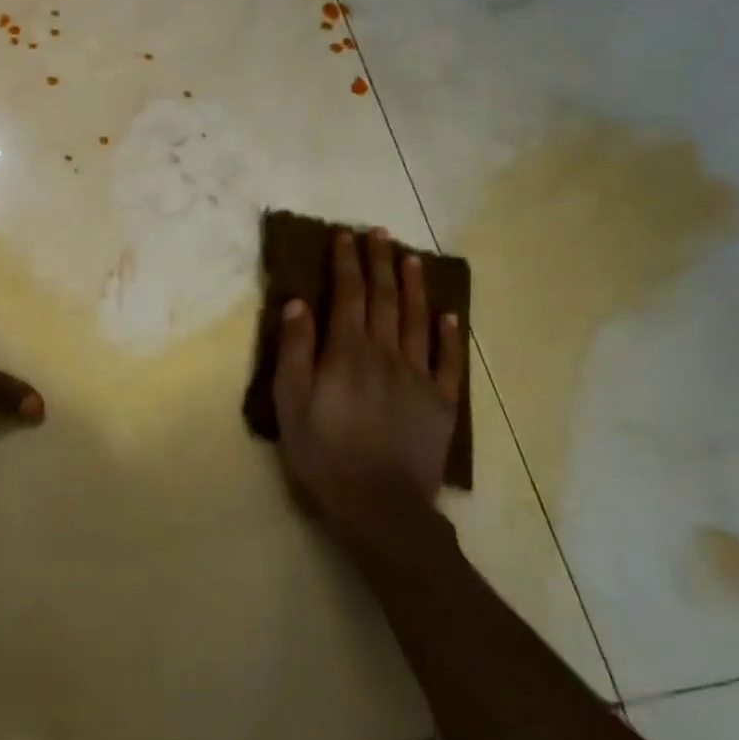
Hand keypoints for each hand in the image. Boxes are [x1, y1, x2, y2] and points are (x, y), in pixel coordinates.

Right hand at [273, 228, 463, 551]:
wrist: (379, 507)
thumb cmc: (322, 454)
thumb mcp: (290, 403)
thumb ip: (295, 350)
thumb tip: (299, 303)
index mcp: (347, 352)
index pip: (349, 295)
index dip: (347, 263)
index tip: (345, 235)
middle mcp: (386, 354)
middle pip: (384, 299)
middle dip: (379, 262)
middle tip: (379, 232)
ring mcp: (418, 378)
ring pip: (417, 321)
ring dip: (413, 287)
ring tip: (411, 258)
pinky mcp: (440, 404)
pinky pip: (447, 362)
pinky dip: (448, 336)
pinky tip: (448, 316)